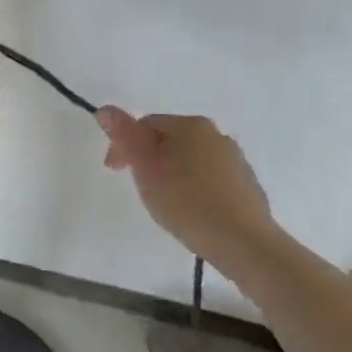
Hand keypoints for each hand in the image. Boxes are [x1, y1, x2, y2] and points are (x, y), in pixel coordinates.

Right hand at [96, 109, 278, 269]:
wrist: (244, 242)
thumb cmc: (186, 201)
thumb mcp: (145, 167)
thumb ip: (124, 135)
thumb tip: (105, 109)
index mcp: (190, 125)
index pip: (144, 125)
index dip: (124, 146)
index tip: (116, 173)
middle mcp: (216, 134)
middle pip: (168, 140)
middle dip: (149, 160)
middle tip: (140, 189)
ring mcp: (235, 159)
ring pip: (189, 159)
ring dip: (172, 173)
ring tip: (165, 202)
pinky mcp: (246, 184)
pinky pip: (209, 177)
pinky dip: (194, 187)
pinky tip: (191, 209)